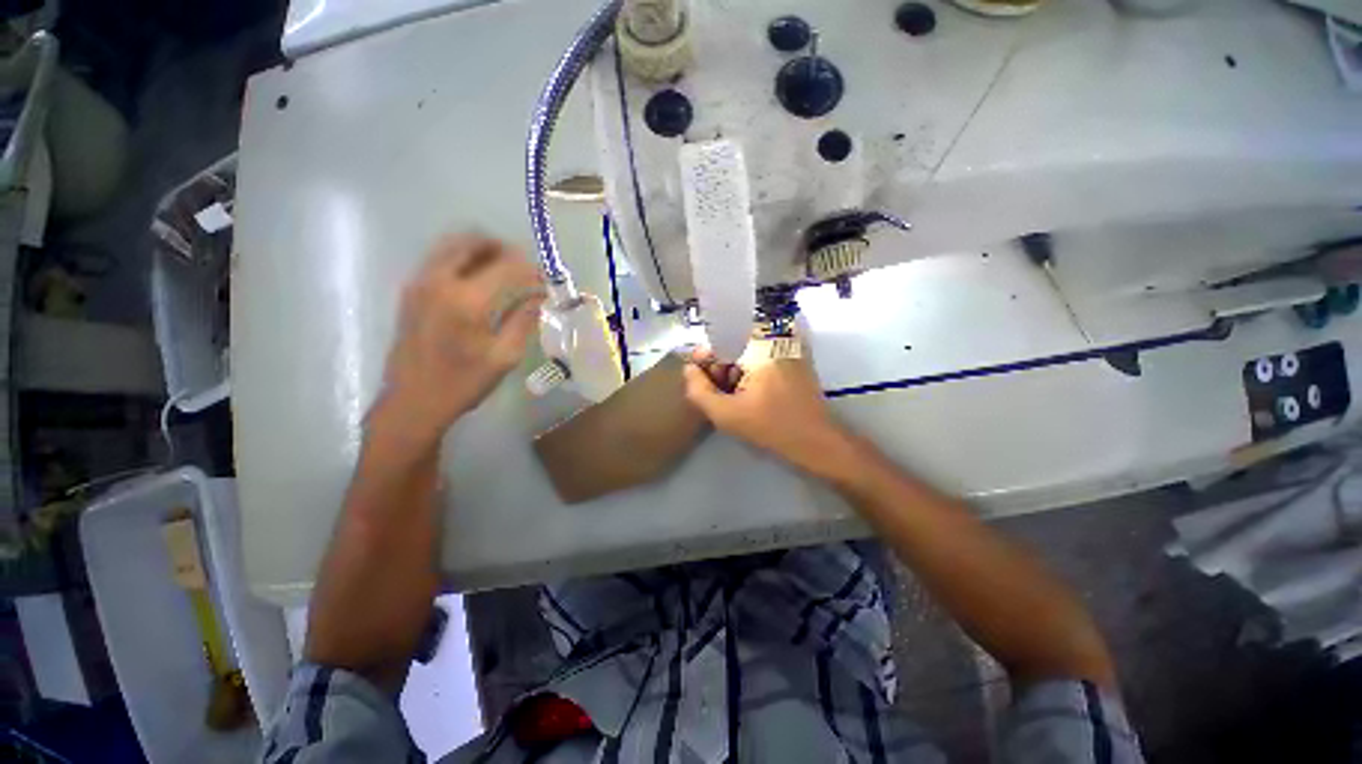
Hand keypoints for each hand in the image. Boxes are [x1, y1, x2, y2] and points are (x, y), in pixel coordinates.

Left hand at [377, 235, 544, 438]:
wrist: (412, 401)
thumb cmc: (463, 382)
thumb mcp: (504, 356)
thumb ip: (524, 321)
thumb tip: (540, 298)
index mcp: (467, 300)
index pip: (506, 266)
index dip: (531, 268)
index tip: (547, 278)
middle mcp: (439, 281)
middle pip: (472, 242)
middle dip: (503, 248)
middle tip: (524, 265)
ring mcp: (419, 283)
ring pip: (451, 245)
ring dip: (481, 249)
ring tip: (504, 268)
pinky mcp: (411, 291)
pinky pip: (438, 259)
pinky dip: (462, 259)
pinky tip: (478, 279)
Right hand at [682, 346, 849, 474]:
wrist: (817, 443)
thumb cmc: (771, 428)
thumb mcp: (726, 414)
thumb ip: (698, 390)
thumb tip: (689, 369)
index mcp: (760, 344)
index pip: (720, 335)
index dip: (706, 357)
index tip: (702, 379)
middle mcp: (776, 337)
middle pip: (734, 341)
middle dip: (720, 365)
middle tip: (718, 392)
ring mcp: (789, 346)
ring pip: (747, 350)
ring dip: (734, 370)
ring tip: (733, 396)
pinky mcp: (796, 359)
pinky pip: (762, 356)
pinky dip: (750, 371)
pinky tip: (748, 394)